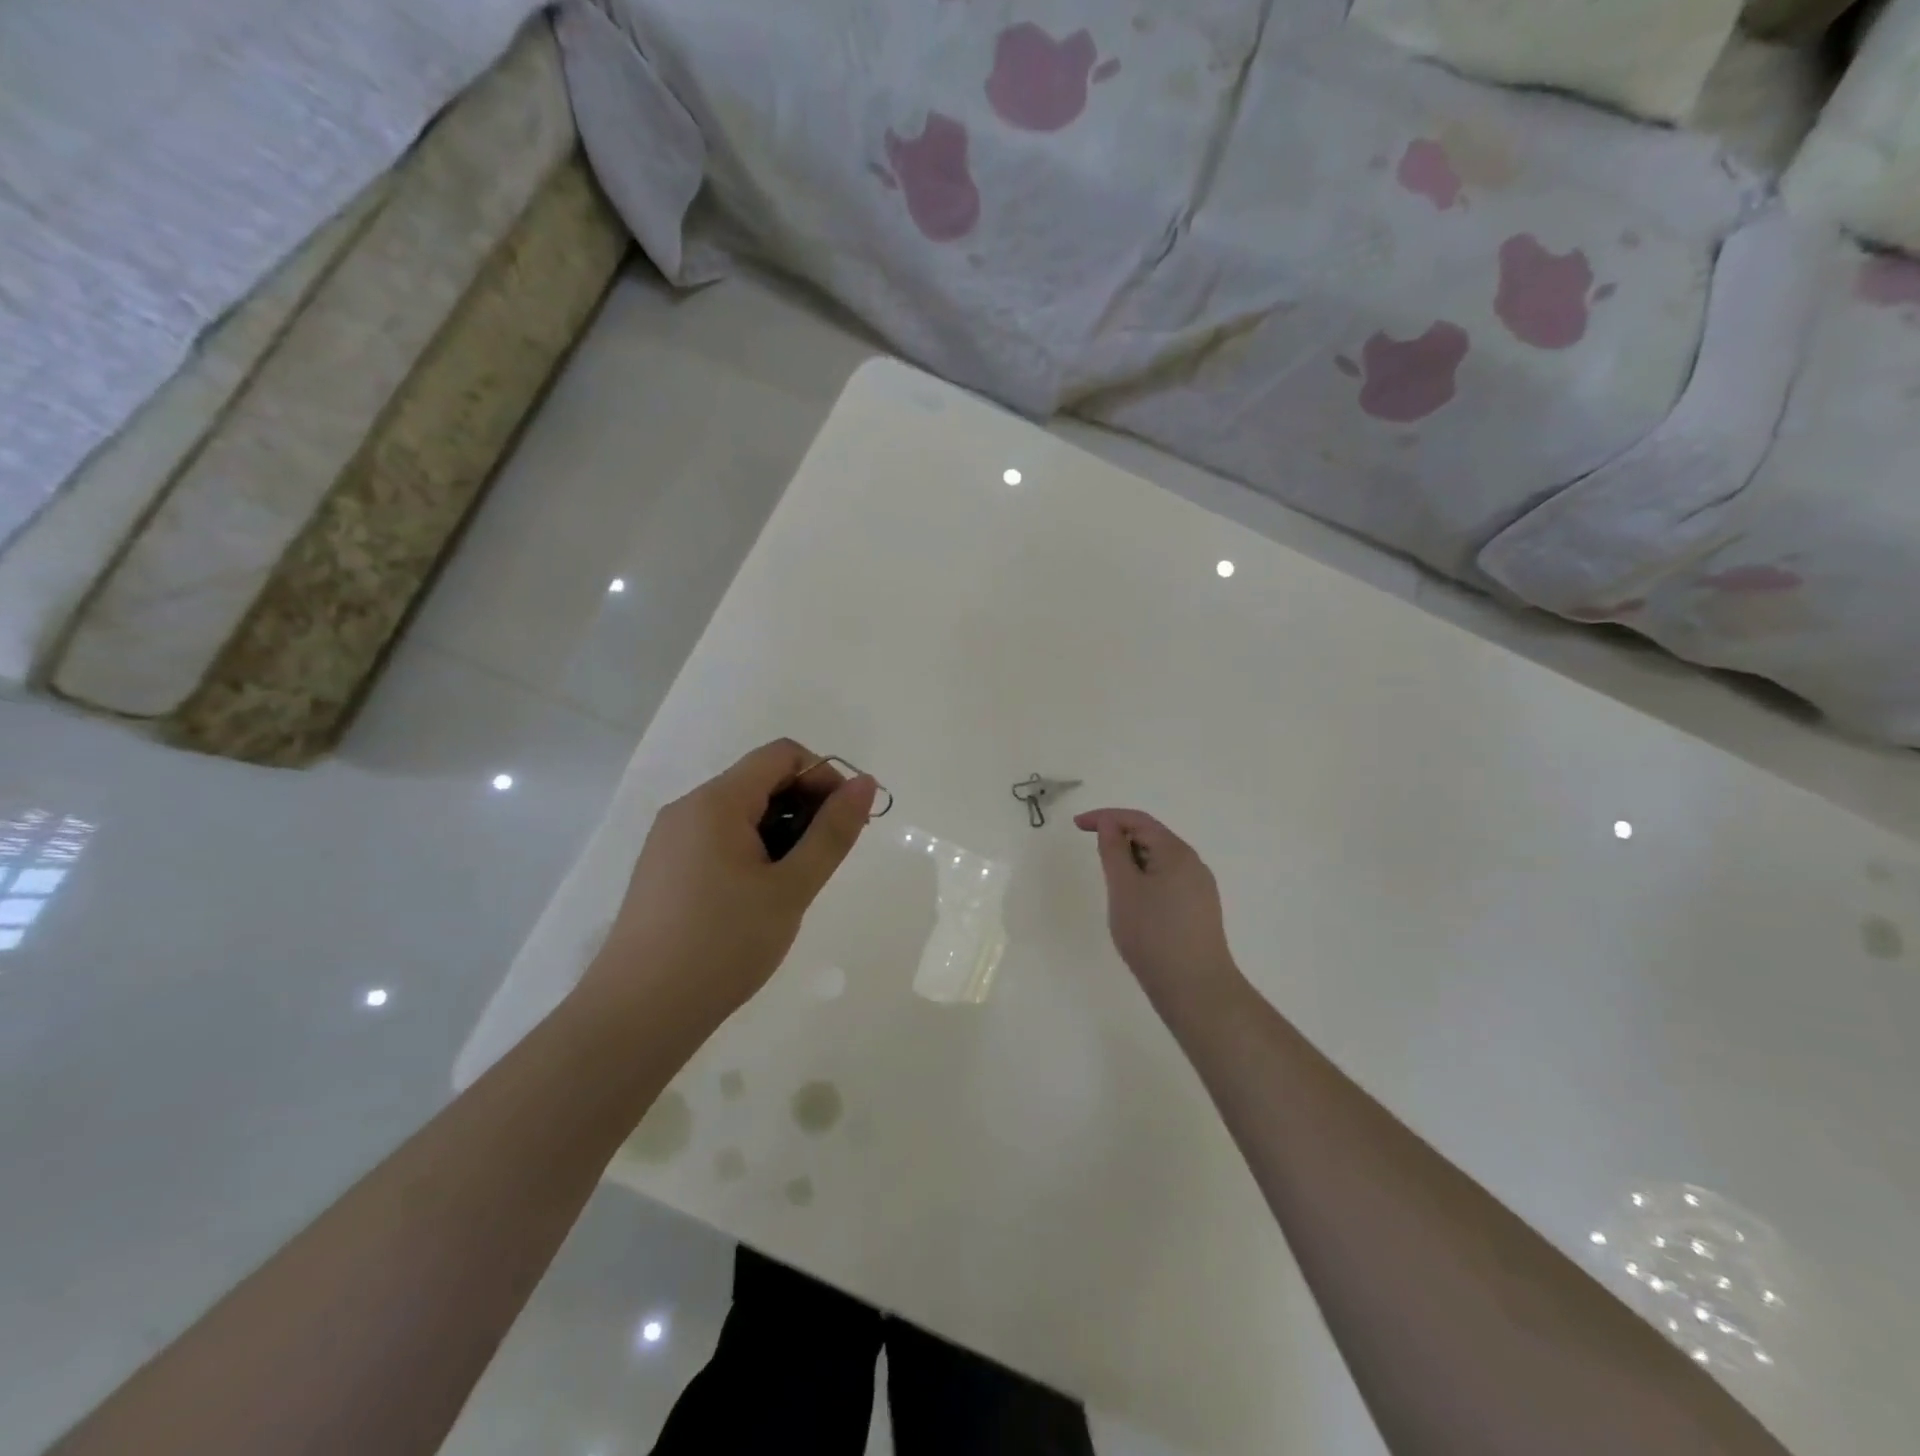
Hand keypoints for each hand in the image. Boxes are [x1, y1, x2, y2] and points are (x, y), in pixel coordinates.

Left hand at [582, 739, 877, 1021]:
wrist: (638, 1015)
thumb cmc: (723, 945)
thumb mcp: (790, 888)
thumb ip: (832, 833)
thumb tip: (866, 784)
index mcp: (716, 801)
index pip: (783, 755)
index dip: (824, 778)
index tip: (845, 825)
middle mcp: (688, 808)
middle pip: (761, 780)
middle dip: (805, 807)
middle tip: (825, 861)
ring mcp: (670, 839)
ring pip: (741, 812)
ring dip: (780, 832)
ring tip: (793, 886)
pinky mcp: (664, 869)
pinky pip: (718, 838)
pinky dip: (752, 851)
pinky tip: (759, 898)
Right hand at [1074, 808, 1240, 1010]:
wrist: (1196, 989)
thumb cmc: (1153, 934)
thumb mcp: (1124, 888)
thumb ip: (1113, 850)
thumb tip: (1109, 823)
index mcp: (1176, 852)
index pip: (1138, 820)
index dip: (1105, 817)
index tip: (1076, 825)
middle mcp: (1193, 865)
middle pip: (1151, 837)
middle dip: (1119, 839)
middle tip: (1093, 855)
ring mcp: (1199, 889)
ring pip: (1159, 862)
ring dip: (1131, 862)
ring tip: (1111, 883)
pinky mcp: (1198, 911)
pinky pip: (1167, 881)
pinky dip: (1144, 880)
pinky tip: (1133, 904)